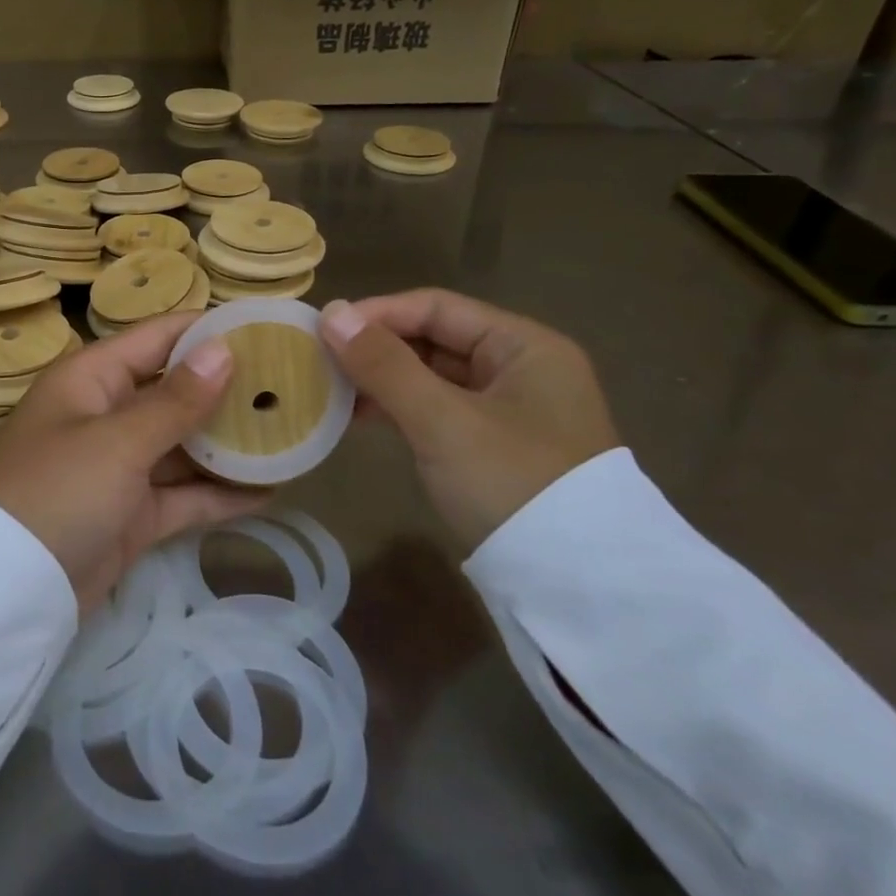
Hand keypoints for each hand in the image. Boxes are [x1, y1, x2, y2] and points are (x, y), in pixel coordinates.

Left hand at [0, 313, 269, 610]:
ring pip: (183, 445)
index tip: (266, 328)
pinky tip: (271, 489)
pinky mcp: (132, 514)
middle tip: (293, 385)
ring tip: (292, 434)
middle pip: (175, 391)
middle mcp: (106, 415)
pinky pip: (183, 494)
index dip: (207, 331)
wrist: (6, 592)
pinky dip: (219, 493)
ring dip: (230, 444)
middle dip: (228, 390)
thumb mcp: (117, 441)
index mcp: (92, 379)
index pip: (157, 338)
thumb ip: (175, 400)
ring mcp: (119, 467)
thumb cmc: (57, 491)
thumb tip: (223, 349)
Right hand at [319, 290, 618, 553]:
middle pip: (434, 339)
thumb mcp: (442, 421)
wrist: (575, 588)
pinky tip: (359, 417)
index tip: (324, 329)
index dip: (377, 313)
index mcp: (525, 346)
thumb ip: (384, 365)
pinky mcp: (493, 446)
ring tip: (330, 389)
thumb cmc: (512, 484)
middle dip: (376, 347)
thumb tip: (329, 312)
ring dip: (382, 379)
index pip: (437, 308)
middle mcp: (521, 368)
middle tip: (320, 359)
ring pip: (432, 377)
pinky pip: (437, 410)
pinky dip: (399, 409)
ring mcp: (509, 410)